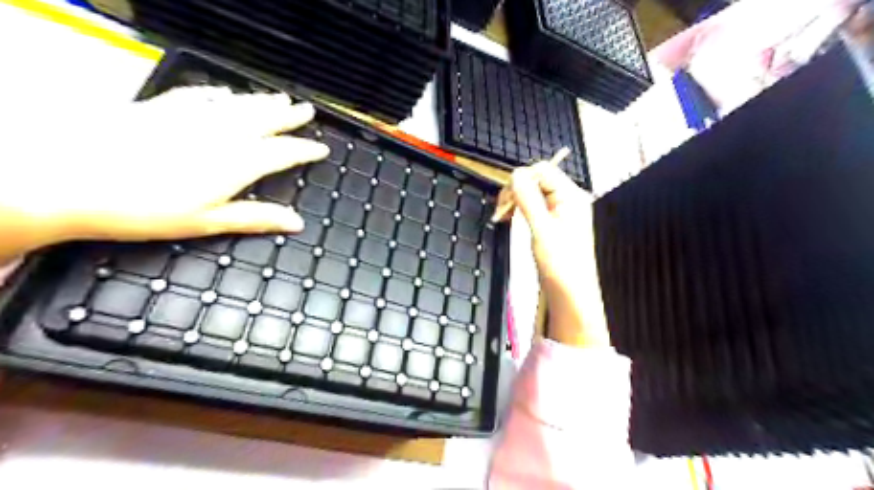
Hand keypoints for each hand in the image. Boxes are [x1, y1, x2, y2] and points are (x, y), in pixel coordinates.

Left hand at [1, 88, 330, 263]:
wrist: (69, 180)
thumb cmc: (144, 209)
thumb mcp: (207, 221)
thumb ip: (255, 218)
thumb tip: (297, 223)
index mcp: (237, 163)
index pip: (283, 152)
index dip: (306, 149)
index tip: (321, 148)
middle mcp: (221, 134)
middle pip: (264, 120)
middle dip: (289, 116)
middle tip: (307, 110)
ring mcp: (191, 117)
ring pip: (238, 104)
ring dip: (262, 101)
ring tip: (280, 97)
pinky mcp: (161, 108)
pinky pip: (200, 95)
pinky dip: (218, 94)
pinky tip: (225, 92)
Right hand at [495, 162, 609, 345]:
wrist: (570, 294)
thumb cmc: (561, 265)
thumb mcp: (541, 229)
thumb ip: (528, 199)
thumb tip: (516, 175)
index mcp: (571, 196)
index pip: (543, 171)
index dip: (521, 180)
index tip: (505, 200)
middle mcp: (568, 200)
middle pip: (537, 180)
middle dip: (516, 191)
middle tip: (501, 211)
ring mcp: (561, 212)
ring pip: (533, 193)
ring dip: (516, 201)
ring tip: (504, 216)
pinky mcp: (553, 223)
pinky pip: (534, 207)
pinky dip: (520, 210)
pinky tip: (512, 219)